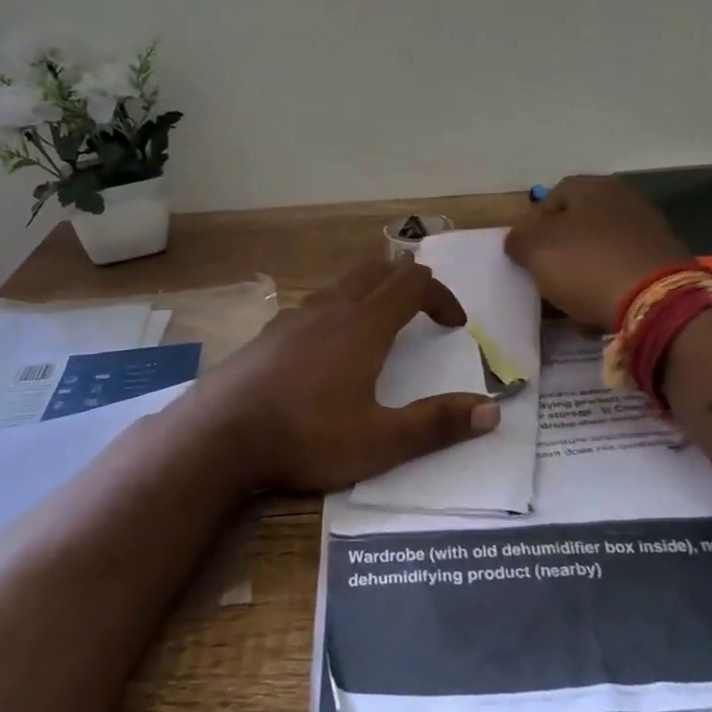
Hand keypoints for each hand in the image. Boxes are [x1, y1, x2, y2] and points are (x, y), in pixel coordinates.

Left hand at [186, 257, 500, 493]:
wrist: (220, 434)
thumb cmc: (306, 436)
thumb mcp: (380, 442)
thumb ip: (436, 424)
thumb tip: (491, 410)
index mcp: (364, 325)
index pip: (413, 283)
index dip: (441, 295)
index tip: (455, 325)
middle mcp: (331, 308)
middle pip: (377, 270)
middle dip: (407, 282)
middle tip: (423, 310)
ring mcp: (294, 317)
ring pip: (342, 284)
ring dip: (370, 293)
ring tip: (380, 325)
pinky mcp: (269, 334)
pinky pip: (313, 304)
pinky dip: (336, 309)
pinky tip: (326, 347)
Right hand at [505, 175, 689, 329]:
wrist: (657, 302)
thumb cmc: (587, 265)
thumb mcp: (535, 250)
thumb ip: (518, 240)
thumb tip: (519, 240)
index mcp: (594, 187)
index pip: (552, 197)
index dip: (533, 225)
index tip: (525, 254)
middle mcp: (625, 200)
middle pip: (578, 225)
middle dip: (560, 252)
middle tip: (546, 278)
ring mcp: (649, 231)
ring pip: (600, 251)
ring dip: (583, 274)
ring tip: (571, 303)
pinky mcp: (664, 262)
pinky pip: (623, 273)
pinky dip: (609, 288)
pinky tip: (599, 311)